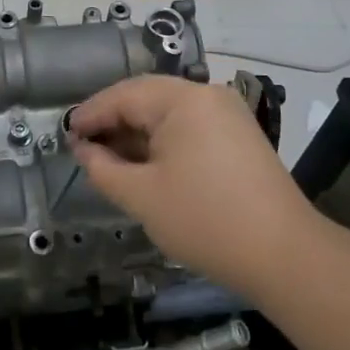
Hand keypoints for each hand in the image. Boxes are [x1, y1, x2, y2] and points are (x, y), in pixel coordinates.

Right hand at [67, 75, 306, 296]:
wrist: (284, 255)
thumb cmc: (204, 220)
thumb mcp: (141, 196)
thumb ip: (103, 167)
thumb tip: (83, 148)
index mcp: (183, 99)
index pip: (124, 95)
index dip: (91, 114)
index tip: (65, 134)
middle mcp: (207, 95)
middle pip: (147, 98)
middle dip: (113, 121)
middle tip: (83, 146)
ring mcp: (228, 114)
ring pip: (169, 113)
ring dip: (137, 132)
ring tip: (109, 157)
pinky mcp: (239, 136)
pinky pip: (190, 127)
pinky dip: (163, 141)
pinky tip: (145, 163)